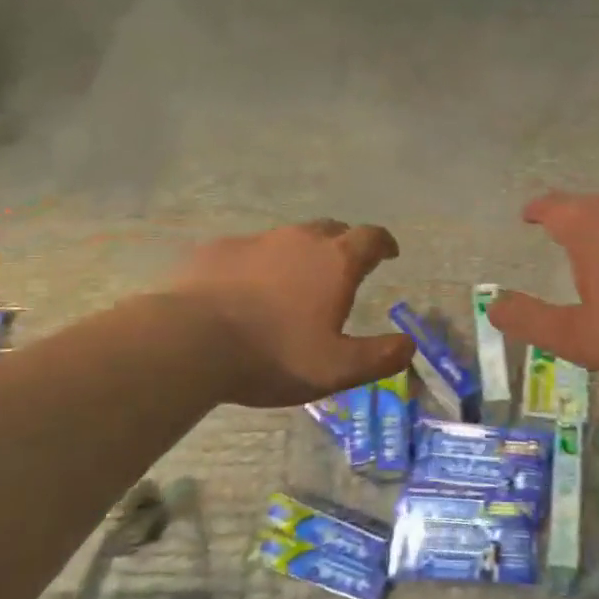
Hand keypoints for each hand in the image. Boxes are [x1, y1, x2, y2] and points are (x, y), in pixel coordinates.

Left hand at [163, 220, 414, 407]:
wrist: (189, 342)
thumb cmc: (274, 354)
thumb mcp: (337, 369)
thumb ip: (380, 356)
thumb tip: (409, 345)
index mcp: (335, 261)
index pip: (371, 237)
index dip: (384, 243)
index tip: (389, 253)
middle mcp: (299, 240)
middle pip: (331, 229)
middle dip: (344, 244)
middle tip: (344, 268)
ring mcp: (255, 241)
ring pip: (288, 238)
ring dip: (300, 255)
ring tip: (294, 283)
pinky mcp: (217, 250)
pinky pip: (249, 251)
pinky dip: (259, 265)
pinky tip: (246, 291)